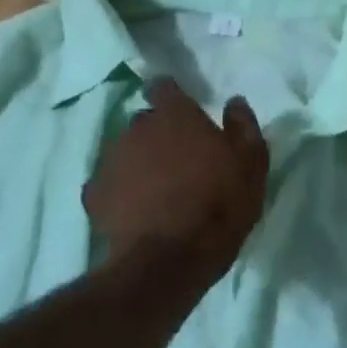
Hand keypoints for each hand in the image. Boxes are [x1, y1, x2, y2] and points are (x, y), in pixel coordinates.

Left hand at [84, 80, 268, 287]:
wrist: (169, 261)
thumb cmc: (220, 203)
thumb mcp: (252, 163)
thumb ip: (243, 125)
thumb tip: (234, 102)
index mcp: (176, 115)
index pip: (164, 87)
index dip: (172, 95)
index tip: (184, 109)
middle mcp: (137, 129)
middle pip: (145, 120)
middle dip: (159, 132)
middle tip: (181, 156)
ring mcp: (111, 162)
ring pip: (126, 150)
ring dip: (140, 160)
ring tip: (160, 186)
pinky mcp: (94, 196)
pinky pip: (109, 183)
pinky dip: (121, 190)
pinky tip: (137, 208)